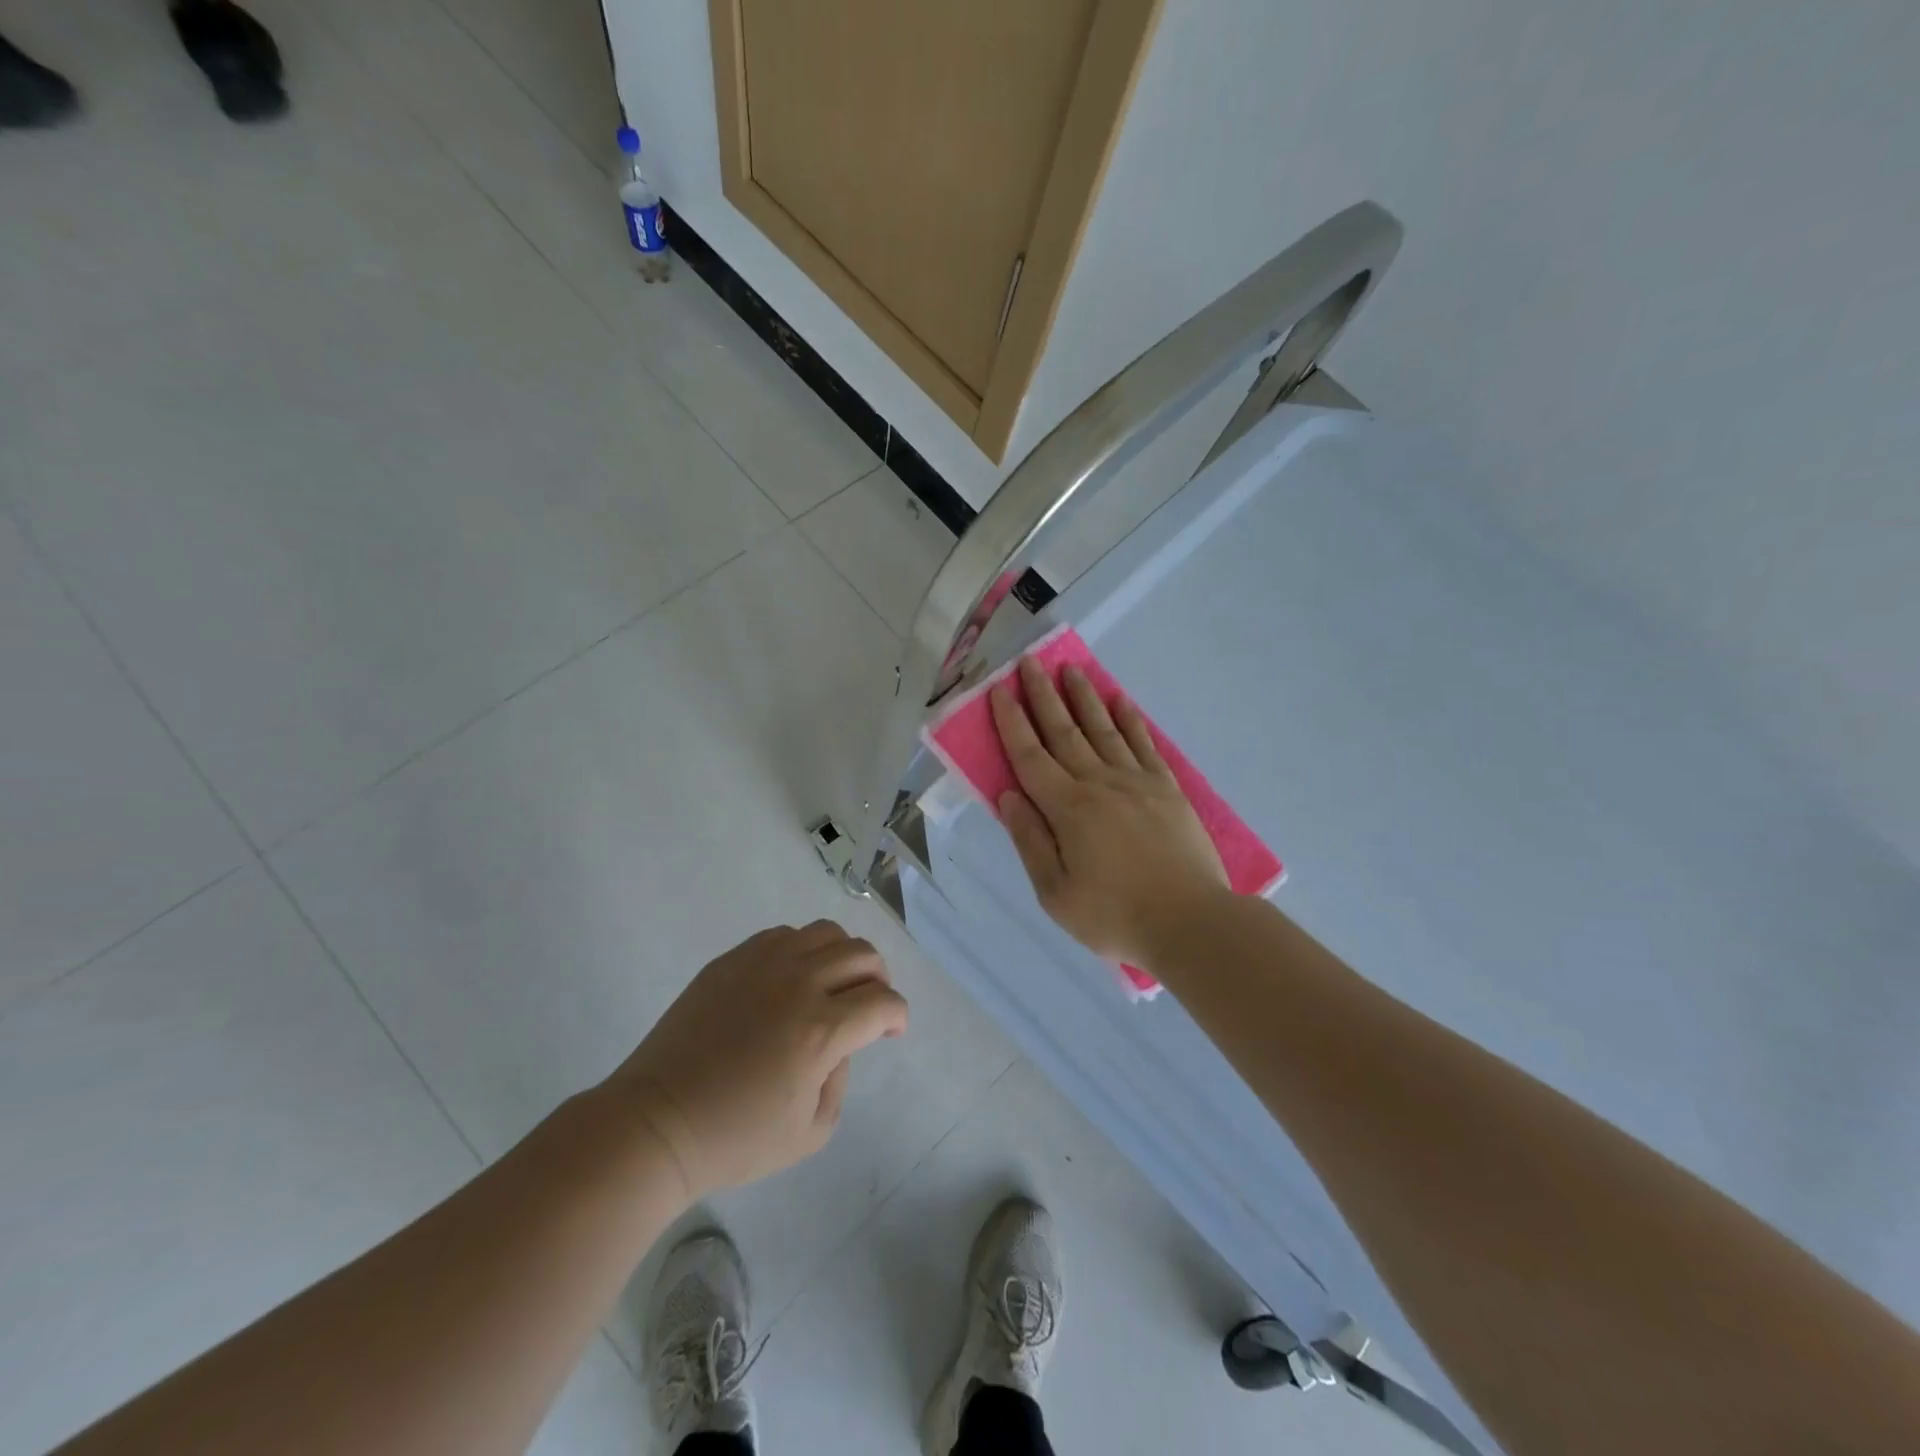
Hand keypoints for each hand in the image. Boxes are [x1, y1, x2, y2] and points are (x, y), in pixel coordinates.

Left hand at [606, 921, 907, 1199]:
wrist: (658, 1122)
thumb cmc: (735, 1139)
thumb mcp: (811, 1131)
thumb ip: (841, 1078)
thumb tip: (841, 1042)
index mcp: (821, 1031)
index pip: (883, 1002)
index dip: (898, 1016)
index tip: (891, 1031)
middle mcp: (798, 984)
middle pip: (862, 955)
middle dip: (879, 980)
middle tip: (869, 1005)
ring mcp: (762, 964)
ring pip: (826, 933)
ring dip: (844, 956)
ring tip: (833, 983)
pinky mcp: (732, 960)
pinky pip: (783, 935)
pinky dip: (802, 950)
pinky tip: (791, 979)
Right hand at [992, 656, 1228, 966]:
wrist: (1190, 922)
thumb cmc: (1114, 916)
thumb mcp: (1055, 893)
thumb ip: (1031, 840)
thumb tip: (1009, 795)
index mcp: (1067, 808)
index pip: (1030, 756)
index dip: (1011, 722)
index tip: (999, 691)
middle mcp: (1099, 783)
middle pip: (1064, 732)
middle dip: (1043, 696)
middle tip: (1031, 662)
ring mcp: (1137, 782)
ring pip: (1103, 729)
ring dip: (1084, 698)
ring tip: (1071, 670)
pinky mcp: (1167, 789)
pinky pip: (1144, 745)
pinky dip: (1130, 721)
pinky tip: (1121, 702)